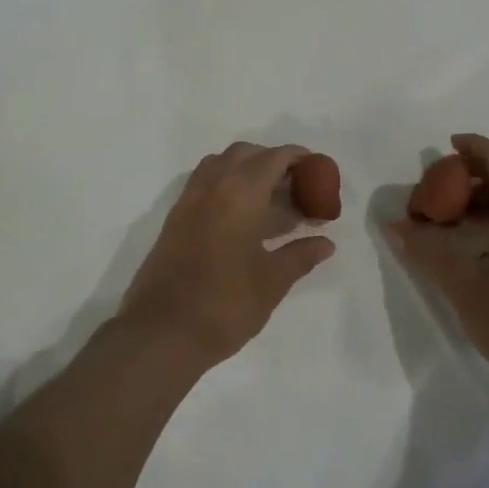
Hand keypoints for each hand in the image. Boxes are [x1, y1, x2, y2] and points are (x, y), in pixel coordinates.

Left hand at [118, 143, 335, 367]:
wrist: (162, 333)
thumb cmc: (225, 304)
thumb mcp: (272, 281)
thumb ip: (301, 256)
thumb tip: (326, 244)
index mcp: (240, 192)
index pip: (274, 158)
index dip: (299, 159)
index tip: (318, 171)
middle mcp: (212, 185)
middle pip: (246, 154)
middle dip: (272, 162)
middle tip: (296, 188)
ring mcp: (189, 200)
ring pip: (221, 166)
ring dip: (247, 172)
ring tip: (271, 203)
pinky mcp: (175, 218)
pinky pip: (205, 185)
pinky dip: (227, 187)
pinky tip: (244, 219)